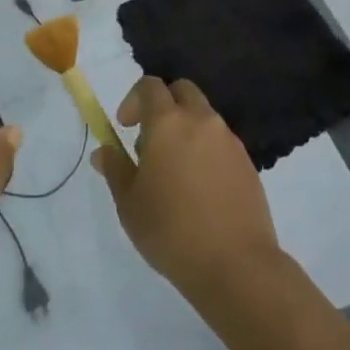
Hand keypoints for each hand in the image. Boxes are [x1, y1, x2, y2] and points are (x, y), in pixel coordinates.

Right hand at [93, 76, 280, 308]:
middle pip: (182, 91)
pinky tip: (199, 188)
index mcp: (168, 122)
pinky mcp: (246, 161)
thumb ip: (115, 169)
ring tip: (174, 171)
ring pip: (203, 115)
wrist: (235, 263)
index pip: (150, 86)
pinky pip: (220, 140)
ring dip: (186, 127)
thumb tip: (103, 151)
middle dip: (163, 104)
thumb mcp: (129, 204)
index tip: (125, 127)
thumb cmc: (171, 231)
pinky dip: (206, 149)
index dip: (133, 100)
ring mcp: (228, 139)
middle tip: (151, 140)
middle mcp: (201, 120)